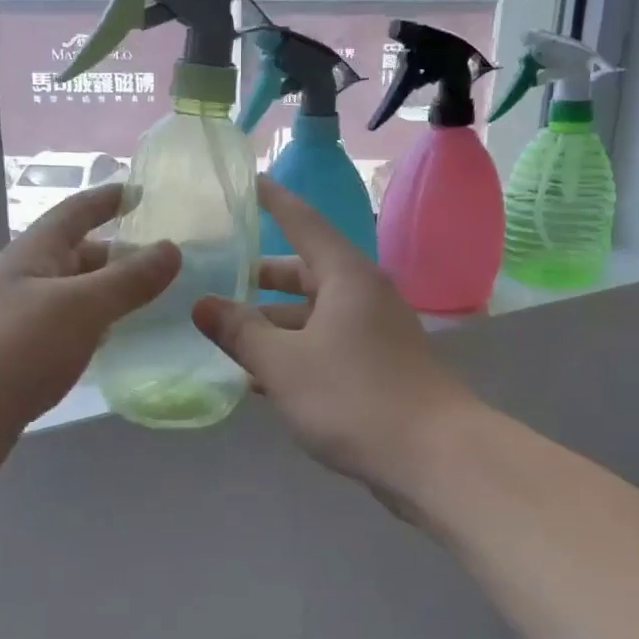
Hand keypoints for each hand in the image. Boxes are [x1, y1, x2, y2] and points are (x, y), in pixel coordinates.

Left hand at [0, 184, 178, 479]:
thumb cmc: (11, 349)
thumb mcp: (79, 307)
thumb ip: (128, 280)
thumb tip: (172, 249)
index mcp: (34, 255)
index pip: (77, 213)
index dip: (109, 199)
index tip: (143, 192)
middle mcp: (26, 282)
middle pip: (79, 257)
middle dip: (120, 255)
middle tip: (168, 264)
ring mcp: (21, 324)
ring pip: (76, 299)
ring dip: (110, 295)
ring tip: (155, 302)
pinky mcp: (21, 362)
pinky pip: (68, 334)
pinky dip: (95, 331)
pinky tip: (117, 345)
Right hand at [191, 178, 478, 489]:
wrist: (434, 457)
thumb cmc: (354, 397)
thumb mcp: (284, 364)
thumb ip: (240, 332)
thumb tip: (203, 305)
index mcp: (345, 277)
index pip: (303, 222)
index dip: (274, 201)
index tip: (249, 180)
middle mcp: (363, 295)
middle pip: (305, 272)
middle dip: (262, 276)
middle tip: (218, 274)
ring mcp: (375, 332)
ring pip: (313, 314)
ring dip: (273, 322)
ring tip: (227, 333)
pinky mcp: (379, 367)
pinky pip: (326, 345)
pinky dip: (294, 351)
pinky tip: (260, 377)